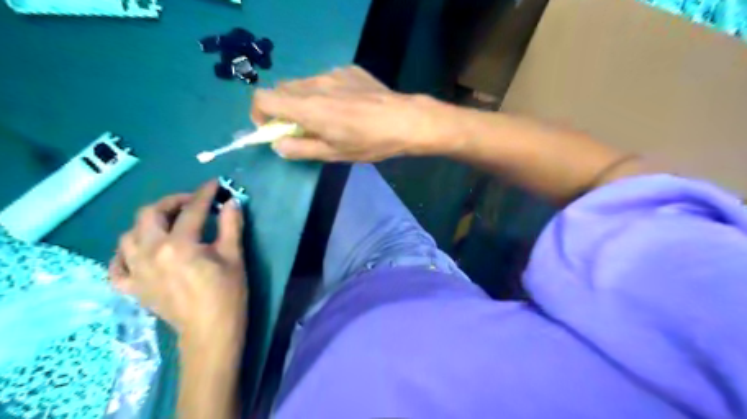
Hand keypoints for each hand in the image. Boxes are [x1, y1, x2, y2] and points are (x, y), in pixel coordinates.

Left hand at [110, 181, 246, 345]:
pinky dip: (124, 254)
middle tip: (191, 202)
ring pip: (129, 235)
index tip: (214, 184)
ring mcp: (136, 271)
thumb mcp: (234, 256)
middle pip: (150, 214)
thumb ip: (231, 225)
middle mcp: (150, 253)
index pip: (191, 210)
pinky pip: (116, 266)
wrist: (210, 332)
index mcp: (179, 245)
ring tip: (168, 223)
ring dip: (148, 222)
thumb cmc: (227, 294)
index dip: (204, 194)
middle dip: (171, 201)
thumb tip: (231, 202)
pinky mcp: (132, 288)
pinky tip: (138, 250)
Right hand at [253, 65, 461, 161]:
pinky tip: (347, 105)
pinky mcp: (349, 70)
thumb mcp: (333, 154)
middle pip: (282, 89)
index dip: (259, 114)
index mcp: (307, 106)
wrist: (405, 120)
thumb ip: (300, 149)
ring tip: (327, 117)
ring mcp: (332, 73)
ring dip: (304, 100)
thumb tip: (278, 145)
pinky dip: (324, 92)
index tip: (271, 129)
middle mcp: (314, 83)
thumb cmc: (369, 142)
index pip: (263, 98)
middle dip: (282, 109)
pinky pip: (326, 79)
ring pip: (304, 83)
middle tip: (301, 128)